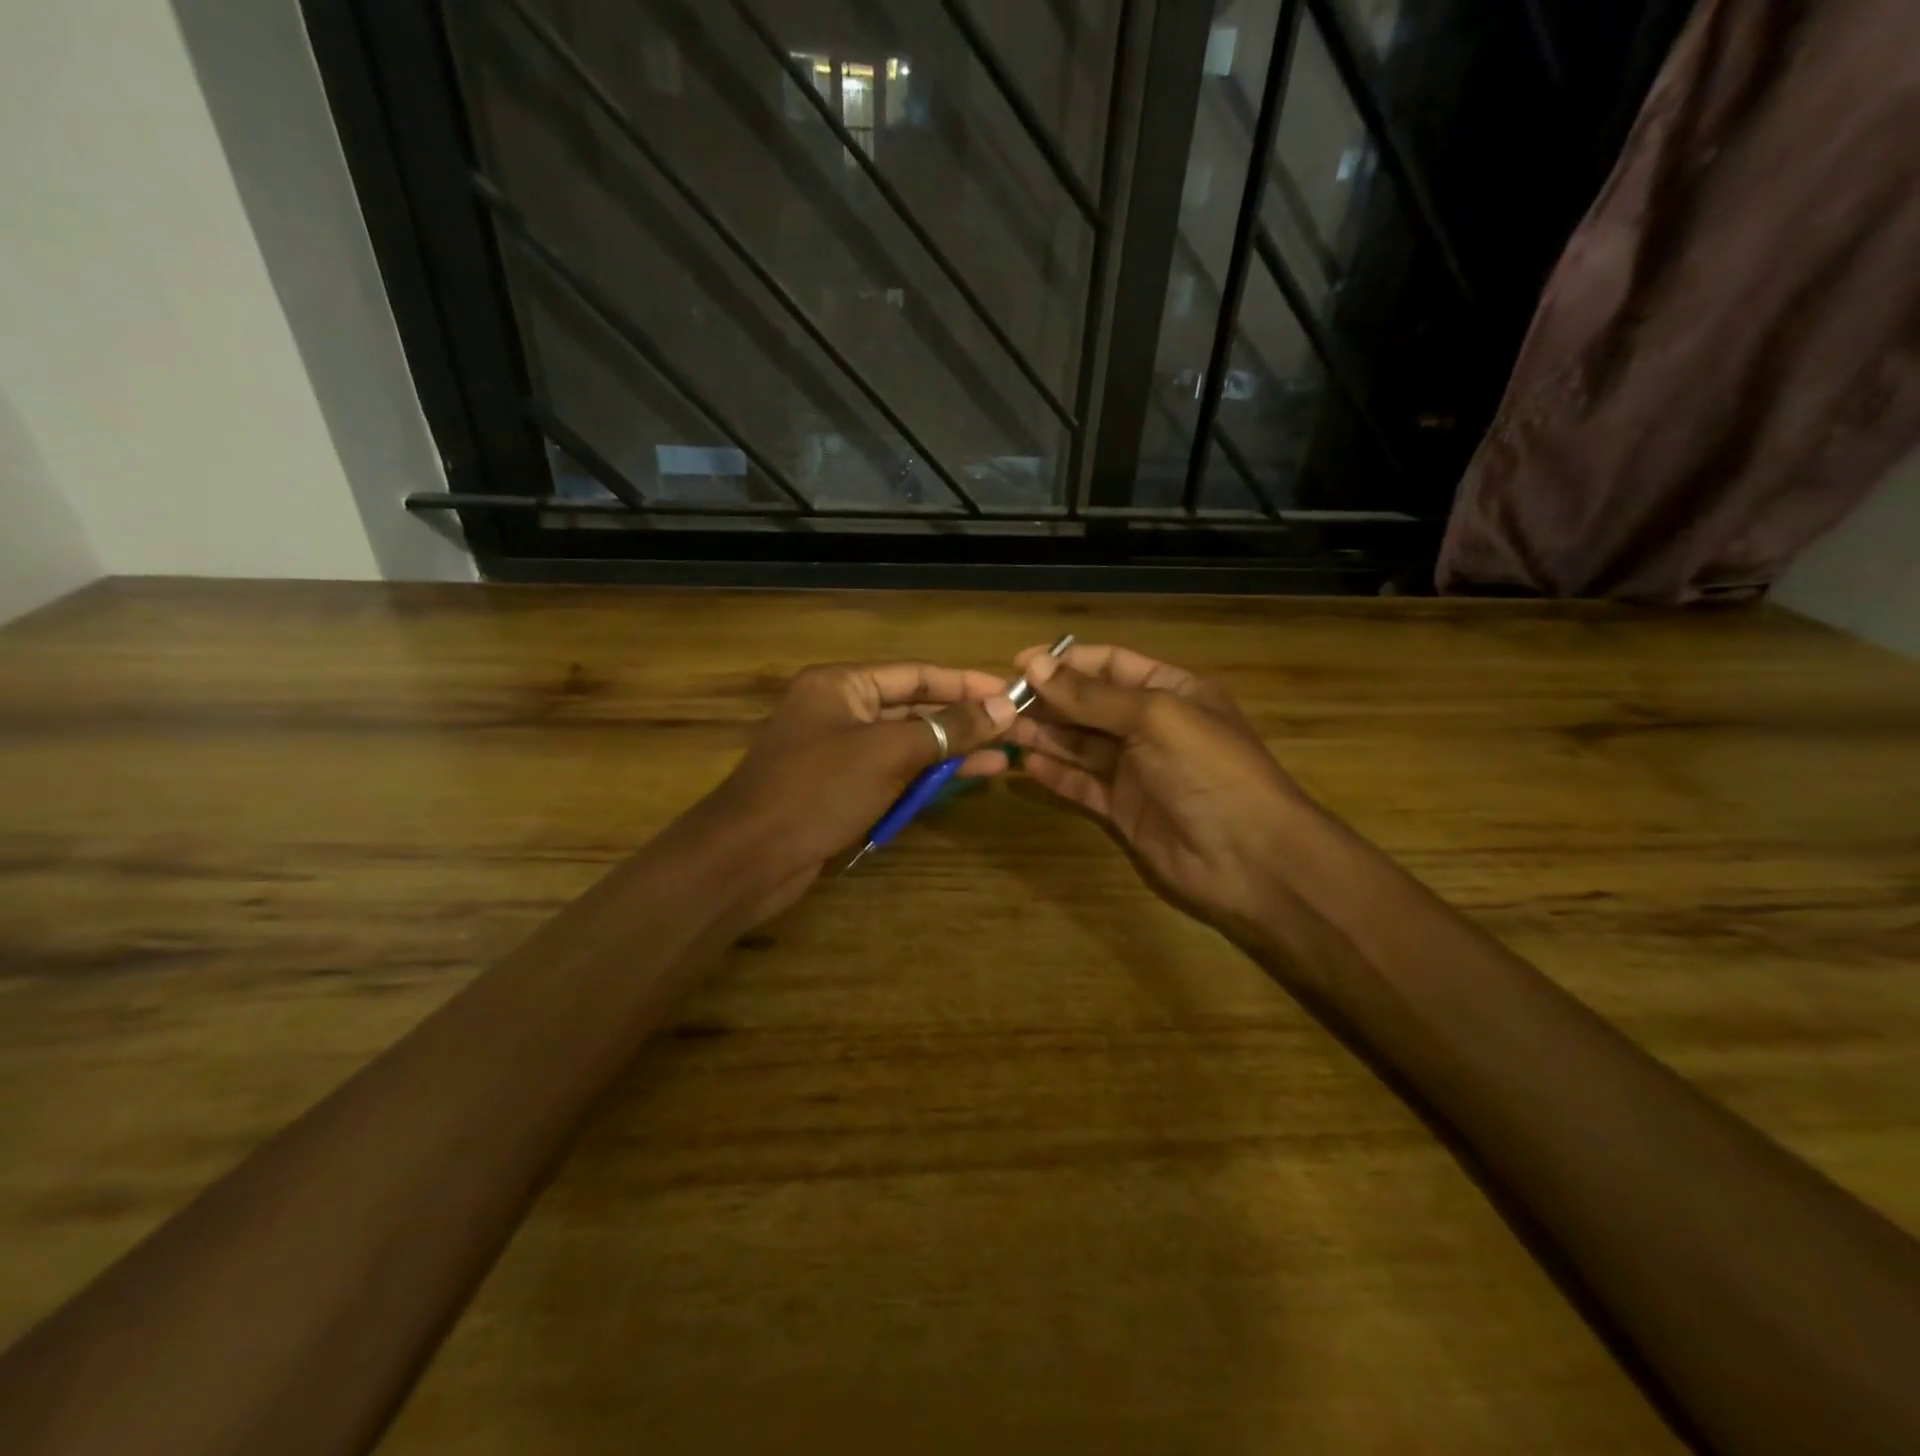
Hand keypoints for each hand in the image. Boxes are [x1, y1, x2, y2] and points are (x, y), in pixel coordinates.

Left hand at [696, 662, 1016, 922]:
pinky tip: (961, 783)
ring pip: (906, 744)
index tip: (1009, 693)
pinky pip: (892, 773)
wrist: (749, 857)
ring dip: (950, 752)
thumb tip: (1004, 708)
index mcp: (842, 684)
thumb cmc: (817, 790)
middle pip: (913, 708)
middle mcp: (840, 710)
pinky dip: (924, 778)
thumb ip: (947, 730)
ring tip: (1003, 760)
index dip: (965, 682)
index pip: (916, 674)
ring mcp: (839, 751)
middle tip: (1014, 730)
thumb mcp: (888, 752)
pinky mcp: (841, 788)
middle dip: (962, 720)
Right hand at [1005, 643, 1310, 938]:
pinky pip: (1082, 785)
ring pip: (1080, 745)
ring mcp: (1136, 770)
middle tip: (999, 702)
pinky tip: (1027, 767)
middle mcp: (1150, 726)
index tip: (1018, 665)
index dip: (1065, 663)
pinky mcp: (1123, 809)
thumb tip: (1036, 666)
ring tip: (1001, 729)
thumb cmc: (1209, 770)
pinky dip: (1056, 775)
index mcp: (1170, 691)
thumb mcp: (1154, 718)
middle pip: (1089, 705)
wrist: (1251, 858)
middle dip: (1048, 701)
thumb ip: (1092, 696)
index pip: (1109, 665)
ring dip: (1044, 736)